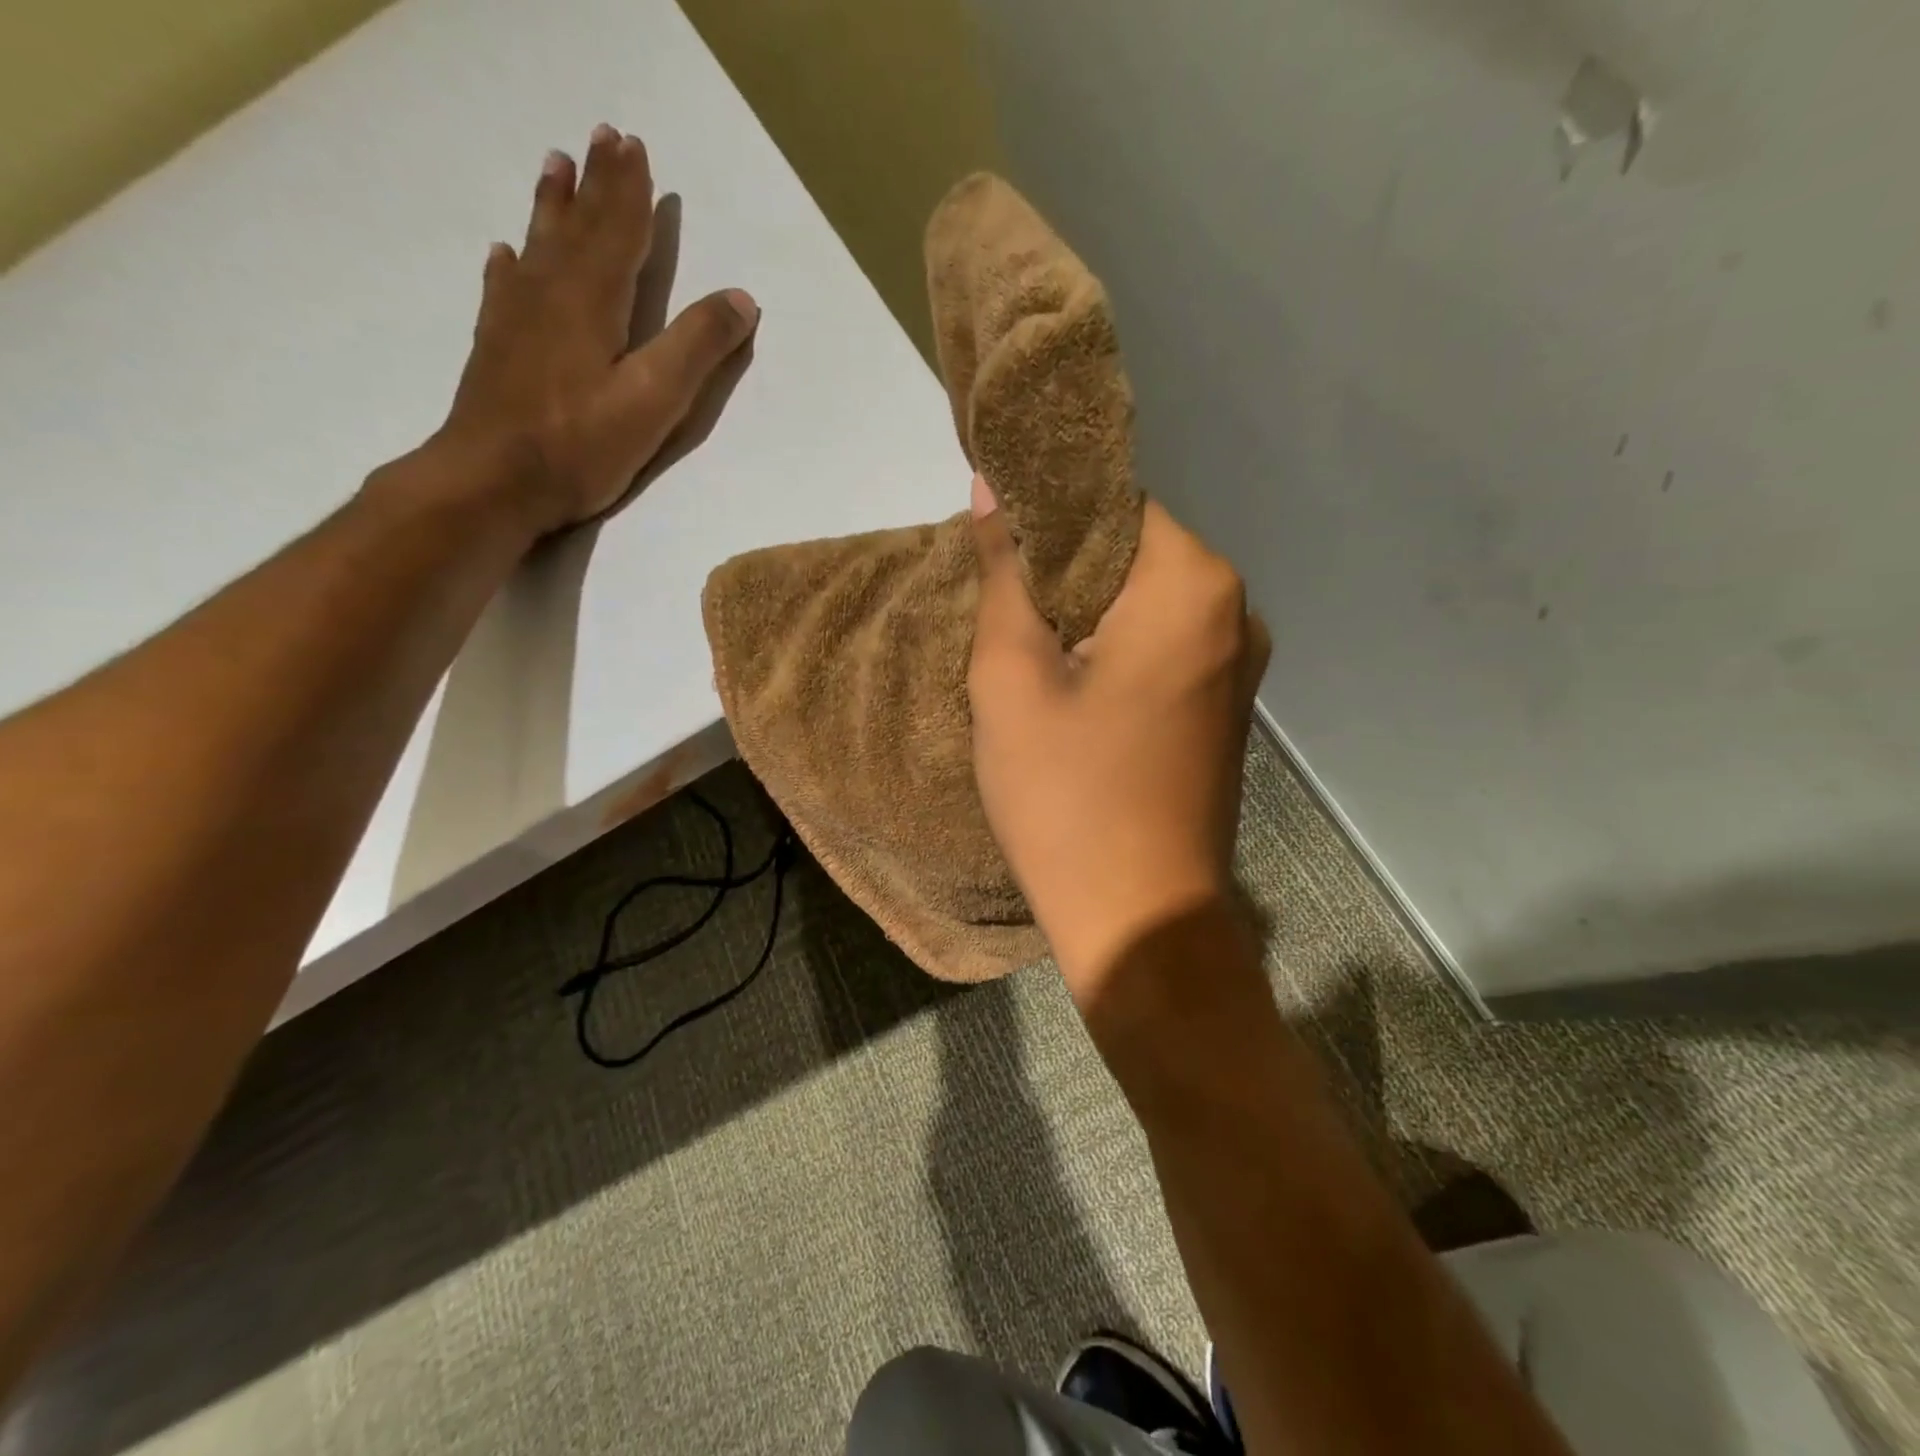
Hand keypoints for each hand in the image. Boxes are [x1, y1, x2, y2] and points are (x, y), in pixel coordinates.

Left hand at [432, 124, 758, 536]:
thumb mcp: (655, 400)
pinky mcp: (497, 347)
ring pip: (539, 245)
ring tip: (555, 165)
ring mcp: (517, 318)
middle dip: (596, 184)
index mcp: (594, 300)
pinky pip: (506, 287)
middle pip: (578, 226)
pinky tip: (507, 253)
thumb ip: (698, 348)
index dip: (631, 192)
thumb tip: (742, 300)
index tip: (636, 148)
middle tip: (603, 137)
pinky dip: (512, 264)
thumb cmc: (581, 444)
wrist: (493, 479)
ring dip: (553, 205)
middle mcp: (552, 293)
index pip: (618, 232)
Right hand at [968, 475, 1270, 1001]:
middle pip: (1131, 553)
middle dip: (1063, 575)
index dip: (1045, 521)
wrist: (1141, 919)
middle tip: (1002, 616)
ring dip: (1085, 618)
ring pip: (1143, 603)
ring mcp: (1239, 663)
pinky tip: (1074, 693)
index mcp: (1193, 584)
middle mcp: (1235, 609)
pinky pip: (1162, 648)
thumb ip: (1005, 571)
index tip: (995, 557)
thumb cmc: (1067, 795)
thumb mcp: (1011, 676)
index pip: (1110, 504)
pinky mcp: (1225, 707)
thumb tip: (994, 487)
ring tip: (1031, 658)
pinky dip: (1114, 652)